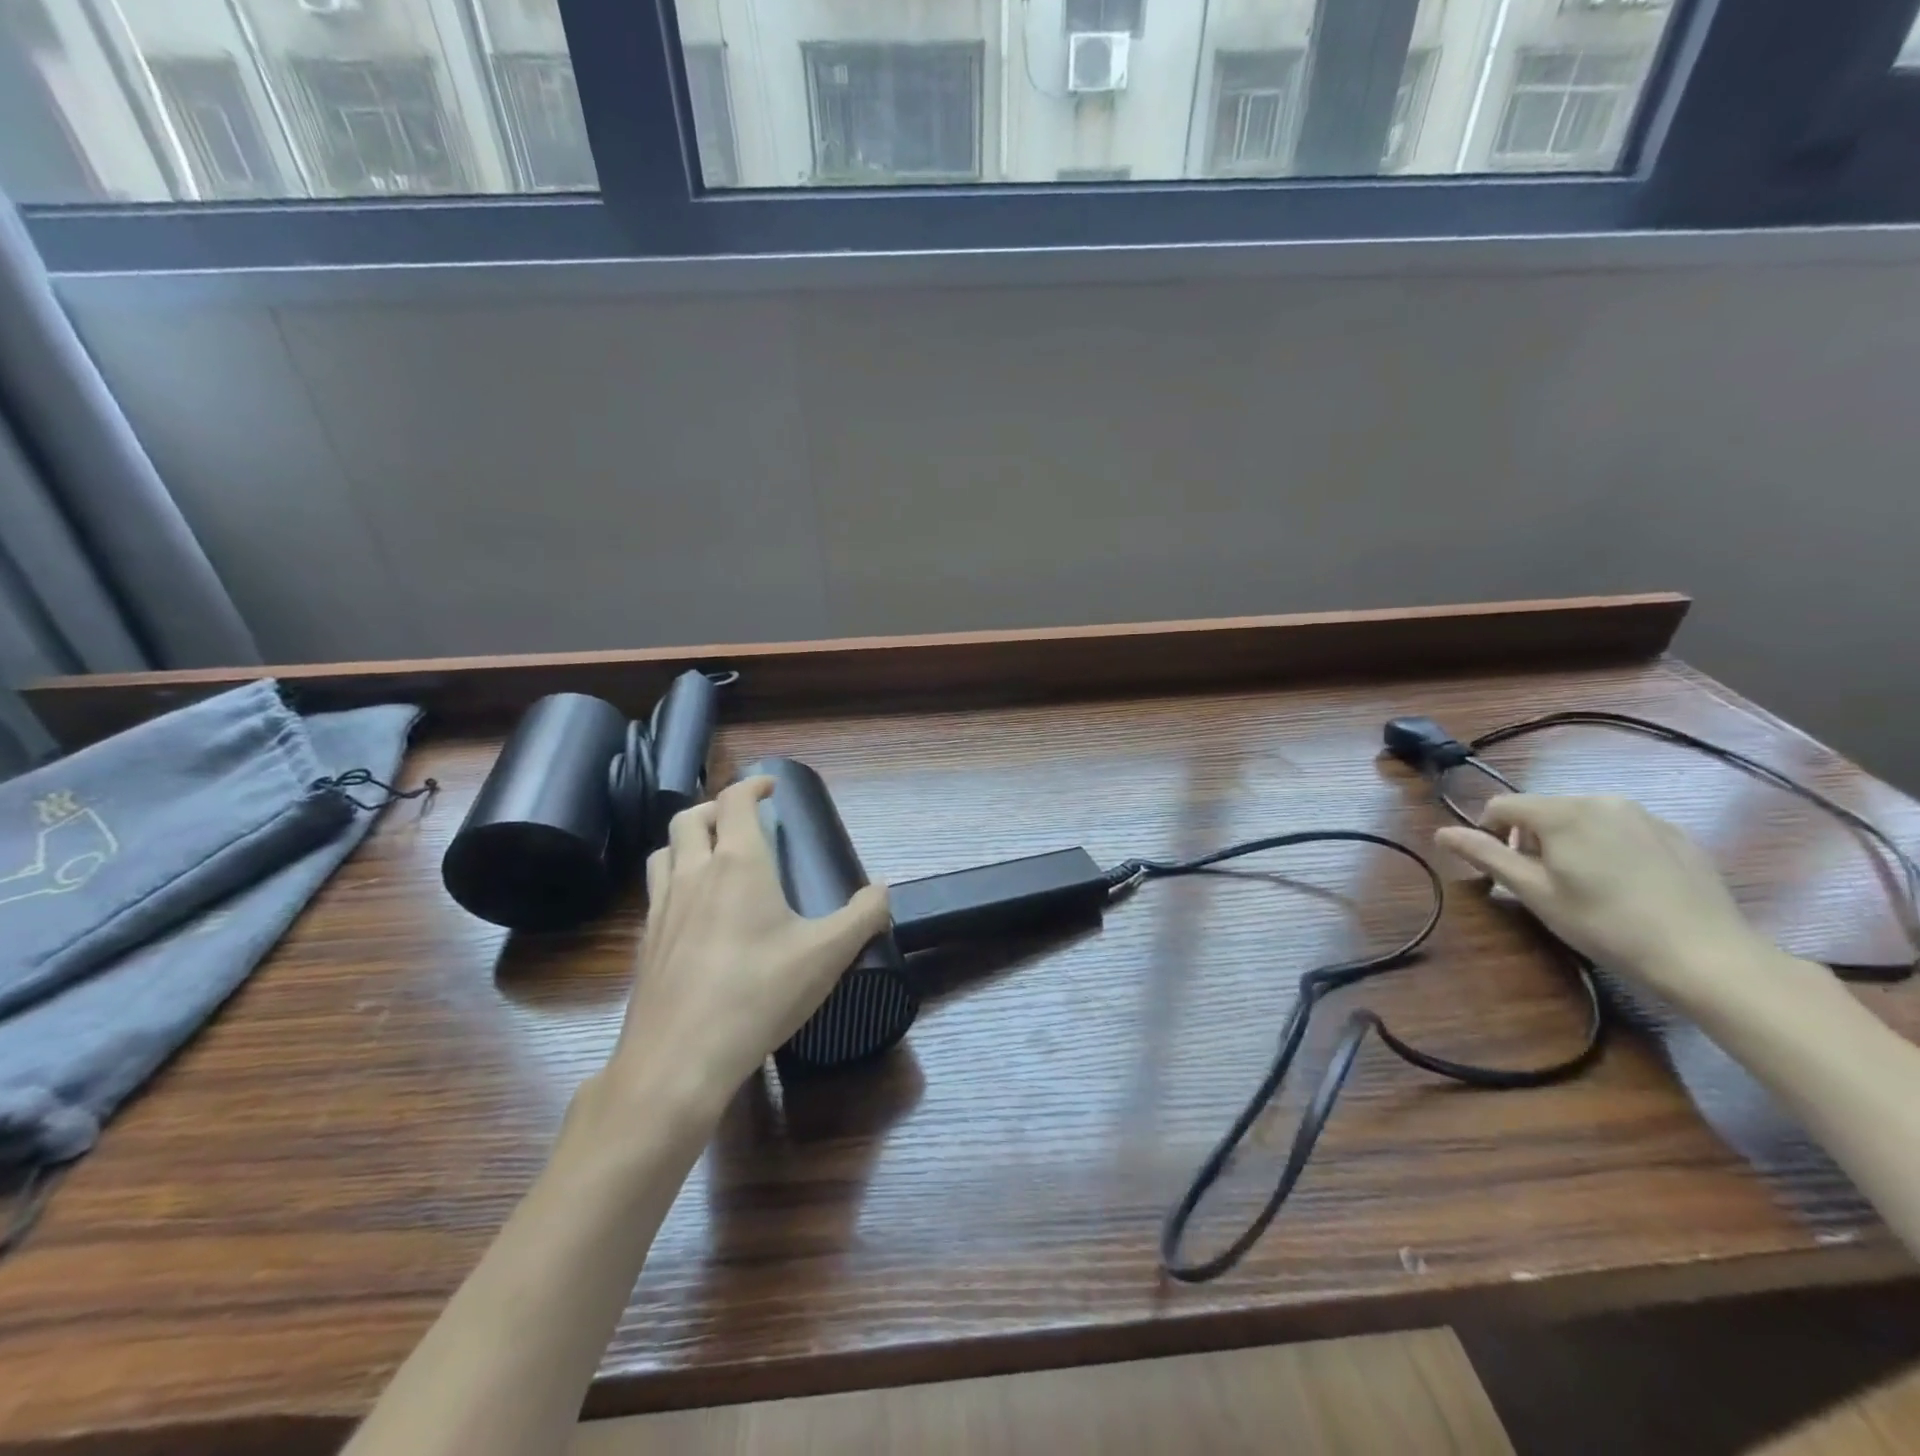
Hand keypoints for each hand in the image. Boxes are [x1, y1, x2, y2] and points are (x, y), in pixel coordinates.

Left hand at [592, 776, 889, 1127]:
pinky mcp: (646, 943)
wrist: (679, 1059)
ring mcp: (662, 909)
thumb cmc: (758, 994)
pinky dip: (674, 880)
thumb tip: (883, 889)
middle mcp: (693, 874)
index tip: (771, 787)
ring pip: (665, 852)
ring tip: (712, 855)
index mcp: (737, 864)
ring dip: (688, 840)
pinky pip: (655, 891)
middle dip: (716, 807)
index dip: (753, 785)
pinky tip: (694, 911)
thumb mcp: (827, 955)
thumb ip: (863, 916)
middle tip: (742, 818)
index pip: (735, 801)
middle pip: (689, 818)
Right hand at [1434, 794, 1775, 1006]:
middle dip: (1531, 839)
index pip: (1502, 806)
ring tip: (1584, 885)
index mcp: (1562, 812)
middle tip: (1543, 883)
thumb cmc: (1604, 924)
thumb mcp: (1534, 892)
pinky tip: (1624, 886)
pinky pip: (1621, 830)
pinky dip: (1607, 848)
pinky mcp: (1675, 834)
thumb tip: (1441, 833)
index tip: (1503, 870)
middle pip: (1543, 809)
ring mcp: (1644, 815)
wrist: (1705, 955)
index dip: (1490, 834)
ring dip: (1568, 842)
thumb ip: (1485, 855)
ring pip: (1582, 818)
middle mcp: (1601, 800)